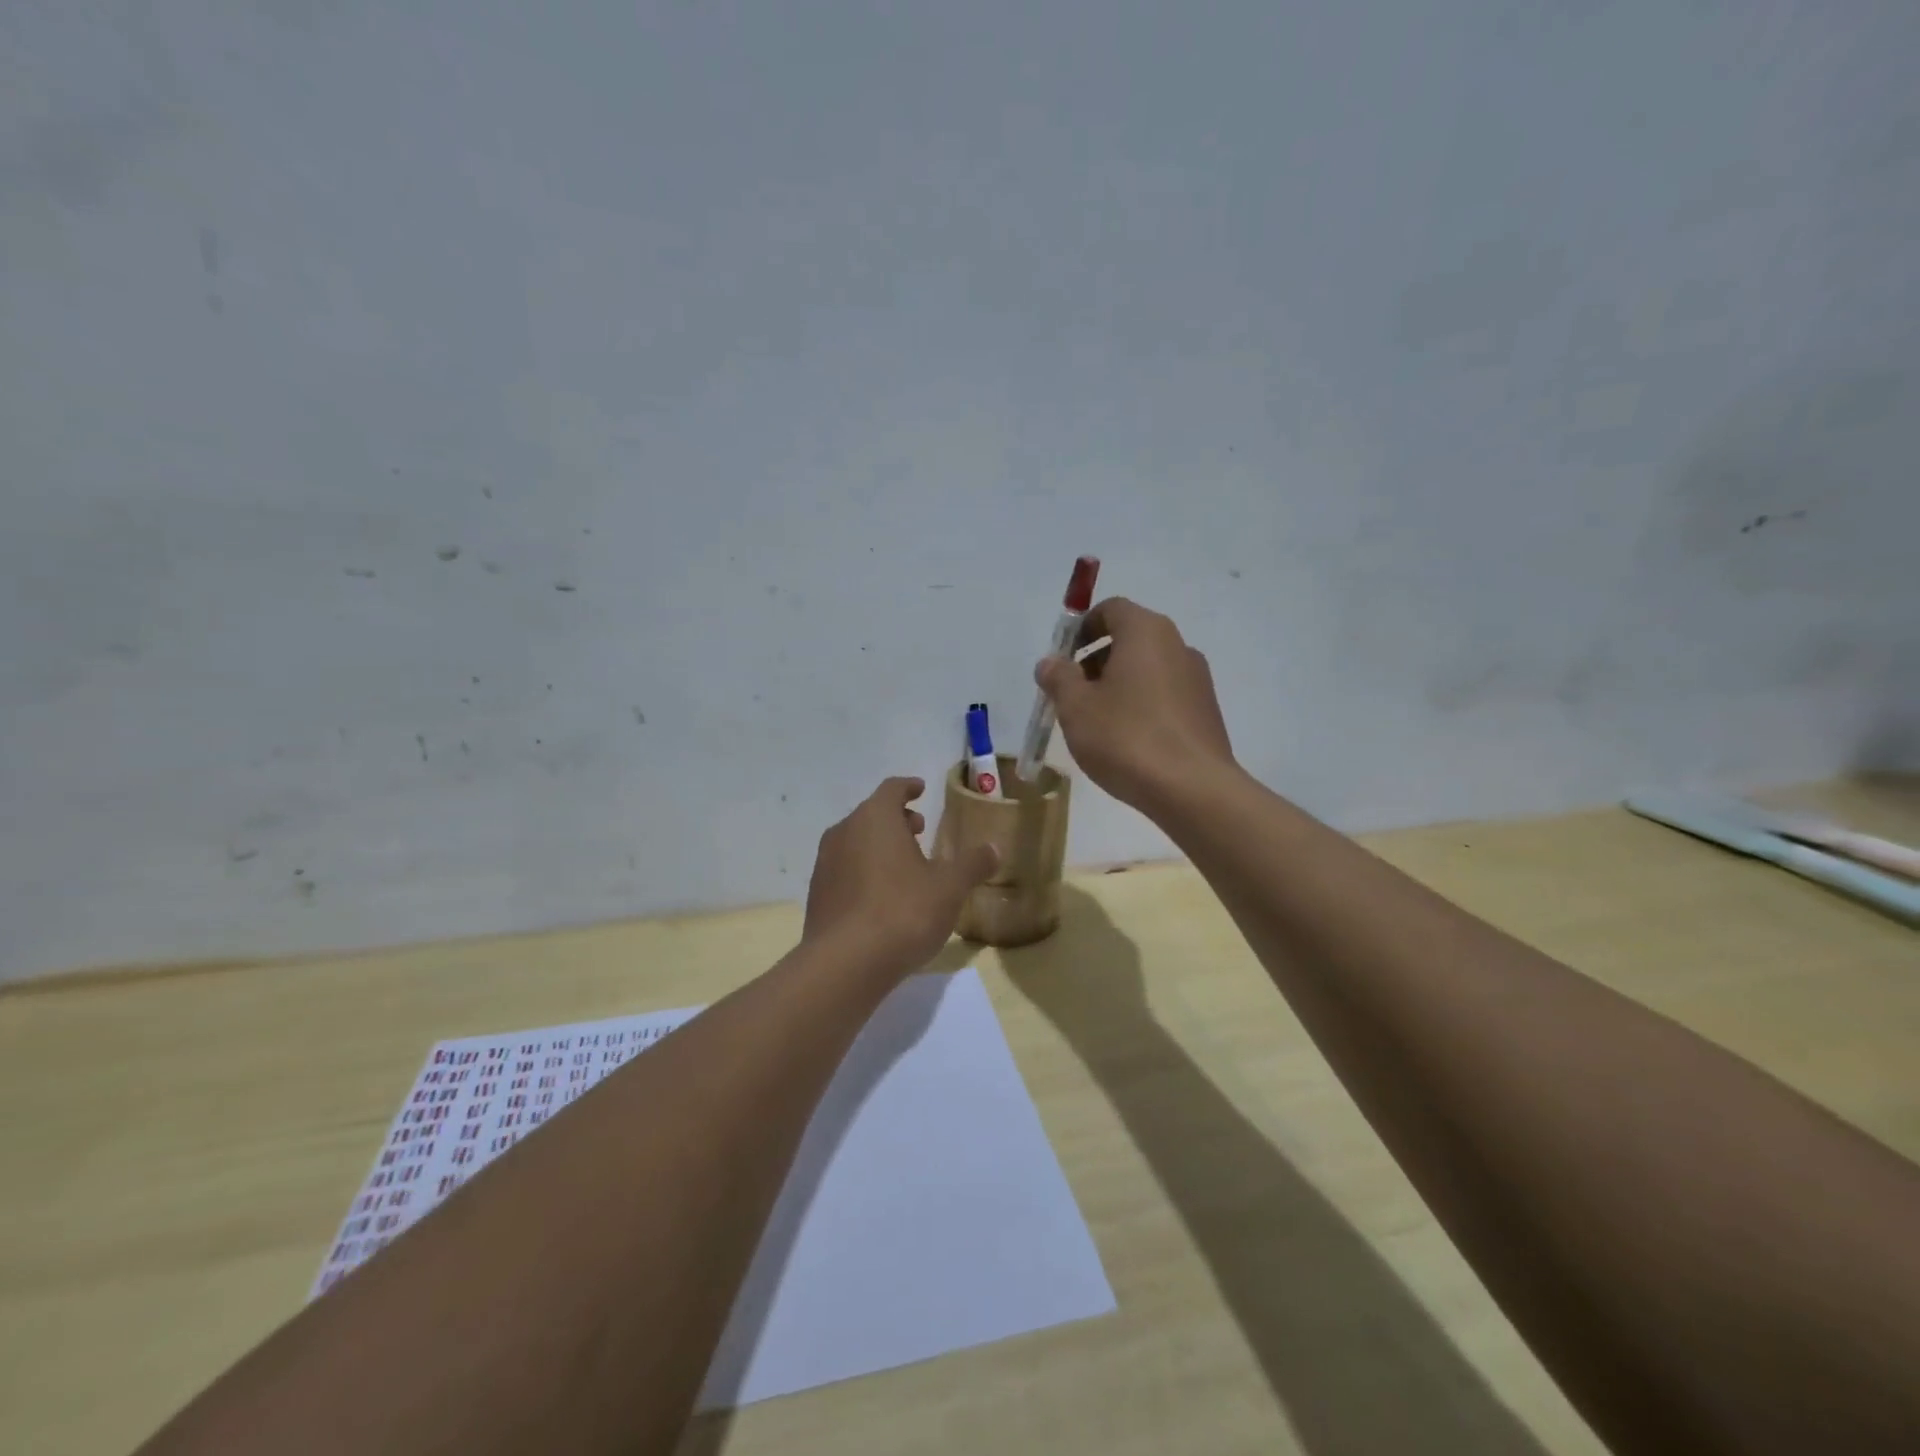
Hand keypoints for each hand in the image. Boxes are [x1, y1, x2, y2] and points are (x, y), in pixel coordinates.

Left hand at [804, 776, 998, 971]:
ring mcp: (825, 863)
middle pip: (872, 814)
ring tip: (903, 865)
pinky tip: (881, 896)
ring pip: (855, 841)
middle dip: (896, 819)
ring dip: (879, 846)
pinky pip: (844, 870)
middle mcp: (844, 832)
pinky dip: (863, 871)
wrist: (845, 964)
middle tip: (919, 830)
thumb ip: (972, 864)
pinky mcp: (817, 895)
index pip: (892, 789)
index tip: (920, 789)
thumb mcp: (949, 888)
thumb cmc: (903, 912)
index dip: (908, 787)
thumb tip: (993, 848)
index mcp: (875, 818)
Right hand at [1035, 597, 1235, 810]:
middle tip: (1073, 695)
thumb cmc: (1126, 737)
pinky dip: (1142, 705)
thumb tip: (1050, 662)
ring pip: (1148, 669)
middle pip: (1130, 639)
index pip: (1111, 609)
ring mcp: (1197, 679)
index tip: (1063, 660)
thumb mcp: (1076, 707)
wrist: (1192, 789)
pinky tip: (1127, 742)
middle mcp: (1178, 645)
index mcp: (1146, 632)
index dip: (1082, 629)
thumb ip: (1059, 678)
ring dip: (1118, 685)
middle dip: (1096, 661)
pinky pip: (1165, 695)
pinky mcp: (1206, 711)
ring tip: (1097, 724)